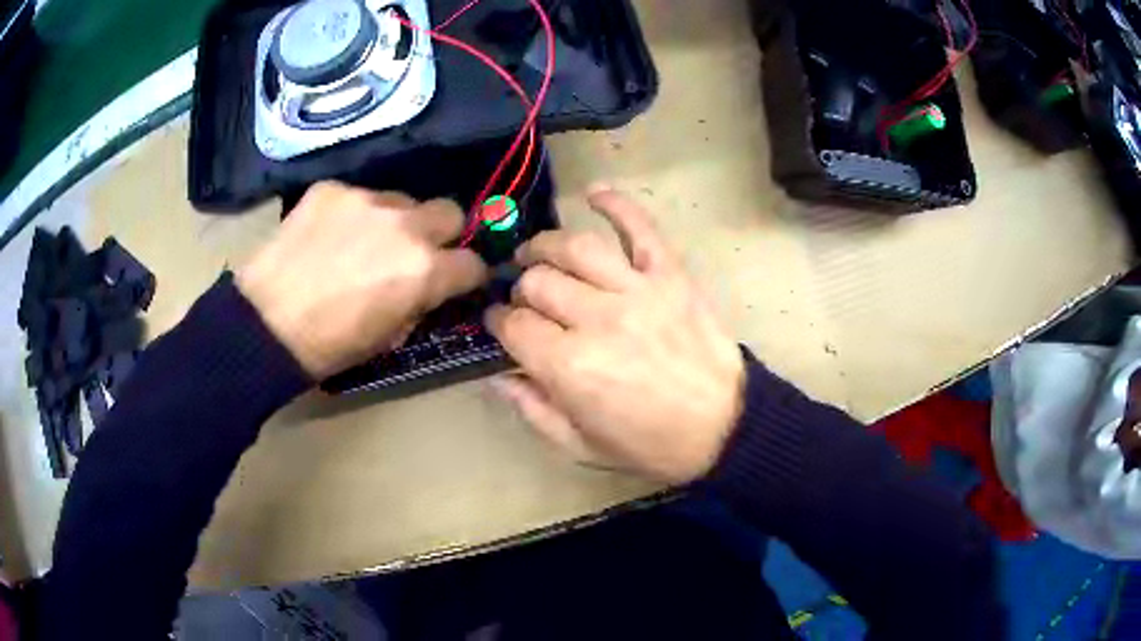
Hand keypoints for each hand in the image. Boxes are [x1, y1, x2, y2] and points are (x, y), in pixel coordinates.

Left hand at [237, 182, 487, 377]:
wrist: (264, 324)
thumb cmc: (328, 346)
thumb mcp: (388, 337)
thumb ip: (418, 304)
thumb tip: (426, 289)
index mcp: (424, 271)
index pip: (473, 263)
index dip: (466, 275)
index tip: (455, 280)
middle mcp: (404, 225)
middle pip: (450, 211)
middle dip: (442, 232)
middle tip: (415, 251)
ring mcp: (366, 200)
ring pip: (401, 201)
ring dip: (393, 221)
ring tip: (360, 242)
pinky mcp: (332, 189)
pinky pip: (357, 196)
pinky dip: (351, 215)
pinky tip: (327, 235)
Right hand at [486, 186, 744, 484]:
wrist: (724, 427)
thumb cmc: (651, 444)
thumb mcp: (581, 446)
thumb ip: (534, 410)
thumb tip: (497, 377)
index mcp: (570, 367)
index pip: (513, 325)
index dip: (498, 323)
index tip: (500, 325)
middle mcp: (597, 319)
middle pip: (538, 282)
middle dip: (520, 289)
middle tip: (525, 299)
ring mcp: (637, 290)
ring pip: (575, 247)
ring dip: (547, 245)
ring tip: (537, 253)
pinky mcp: (670, 275)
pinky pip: (639, 228)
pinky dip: (616, 204)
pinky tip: (594, 193)